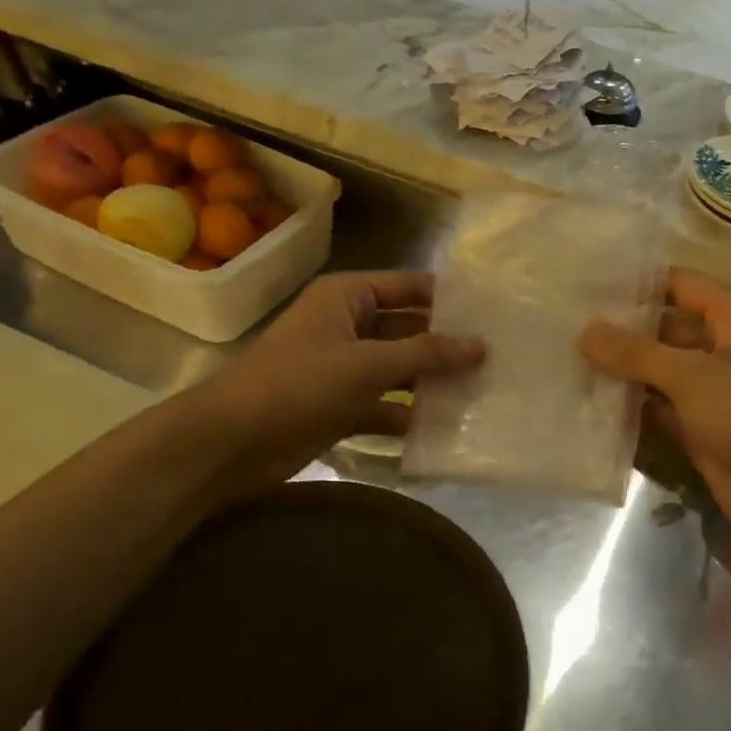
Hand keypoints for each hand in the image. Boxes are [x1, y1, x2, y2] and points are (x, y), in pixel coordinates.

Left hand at [200, 271, 482, 482]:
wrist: (231, 442)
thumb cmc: (298, 385)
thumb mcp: (367, 364)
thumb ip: (426, 354)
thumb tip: (480, 345)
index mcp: (348, 298)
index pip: (410, 288)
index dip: (449, 298)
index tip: (495, 313)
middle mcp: (347, 327)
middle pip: (408, 330)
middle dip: (447, 345)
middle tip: (499, 359)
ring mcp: (343, 370)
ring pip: (399, 371)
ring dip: (432, 384)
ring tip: (484, 394)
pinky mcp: (339, 408)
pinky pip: (384, 407)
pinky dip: (408, 418)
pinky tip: (444, 430)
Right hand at [579, 270, 730, 526]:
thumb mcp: (689, 374)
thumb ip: (635, 352)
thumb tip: (585, 330)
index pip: (679, 284)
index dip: (637, 284)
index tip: (588, 287)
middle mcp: (723, 345)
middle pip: (665, 327)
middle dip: (622, 330)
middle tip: (568, 326)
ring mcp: (711, 387)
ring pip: (659, 369)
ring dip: (623, 370)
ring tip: (569, 360)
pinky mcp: (699, 424)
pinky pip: (659, 406)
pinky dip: (632, 405)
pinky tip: (591, 402)